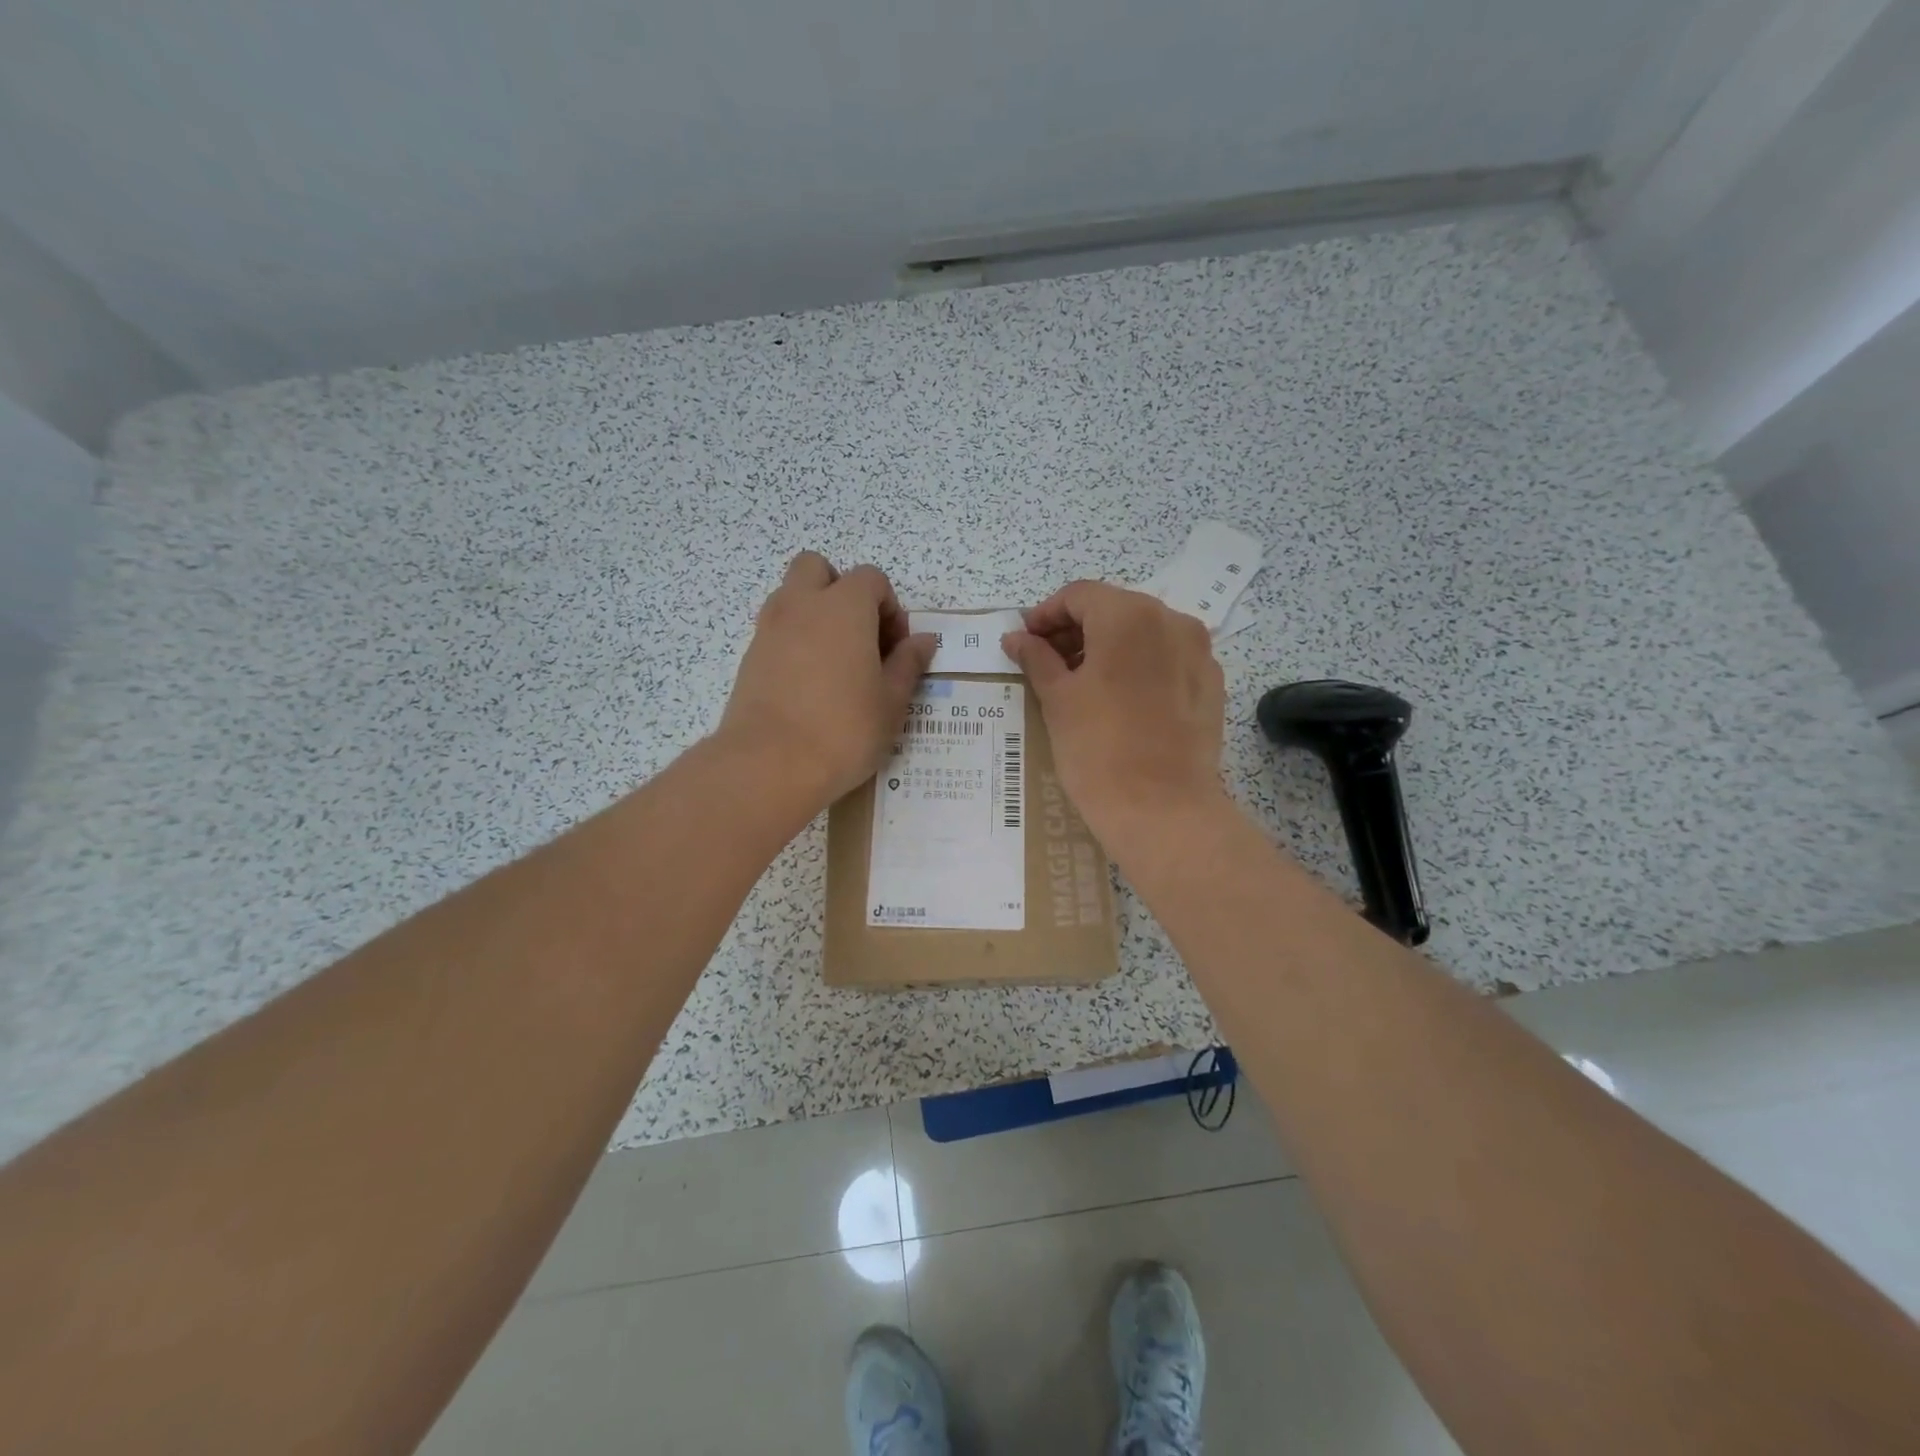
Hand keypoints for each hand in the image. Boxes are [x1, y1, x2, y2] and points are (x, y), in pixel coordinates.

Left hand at [717, 552, 935, 811]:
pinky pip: (776, 630)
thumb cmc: (844, 730)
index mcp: (844, 606)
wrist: (769, 764)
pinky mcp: (749, 656)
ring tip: (834, 663)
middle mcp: (802, 605)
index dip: (889, 607)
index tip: (895, 648)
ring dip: (815, 613)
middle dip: (841, 591)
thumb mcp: (891, 701)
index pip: (871, 578)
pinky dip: (794, 641)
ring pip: (791, 596)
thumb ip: (908, 663)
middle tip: (859, 637)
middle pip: (818, 568)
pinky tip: (808, 685)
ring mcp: (769, 628)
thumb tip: (922, 640)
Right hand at [1002, 581, 1226, 850]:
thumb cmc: (1098, 749)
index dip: (1046, 613)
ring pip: (1144, 632)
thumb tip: (1016, 637)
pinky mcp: (1211, 684)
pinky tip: (1121, 698)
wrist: (1162, 810)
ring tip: (1082, 681)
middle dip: (1077, 629)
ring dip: (1109, 646)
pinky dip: (1140, 665)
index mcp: (1128, 615)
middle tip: (1047, 661)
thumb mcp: (1057, 700)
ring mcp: (1199, 652)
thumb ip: (1036, 658)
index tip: (1025, 640)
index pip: (1079, 595)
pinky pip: (1168, 659)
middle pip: (1114, 609)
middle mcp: (1171, 620)